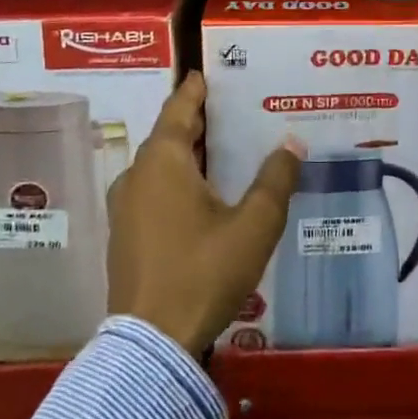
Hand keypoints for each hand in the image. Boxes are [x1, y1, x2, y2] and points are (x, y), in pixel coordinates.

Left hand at [107, 72, 303, 354]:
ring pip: (160, 164)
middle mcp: (137, 175)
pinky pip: (153, 190)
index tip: (211, 73)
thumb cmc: (203, 271)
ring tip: (223, 149)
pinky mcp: (125, 236)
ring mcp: (126, 207)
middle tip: (233, 110)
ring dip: (188, 152)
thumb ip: (276, 179)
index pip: (180, 107)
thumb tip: (292, 141)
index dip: (196, 88)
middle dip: (199, 120)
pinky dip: (177, 179)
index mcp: (163, 161)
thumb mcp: (254, 225)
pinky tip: (202, 194)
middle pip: (169, 134)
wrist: (152, 345)